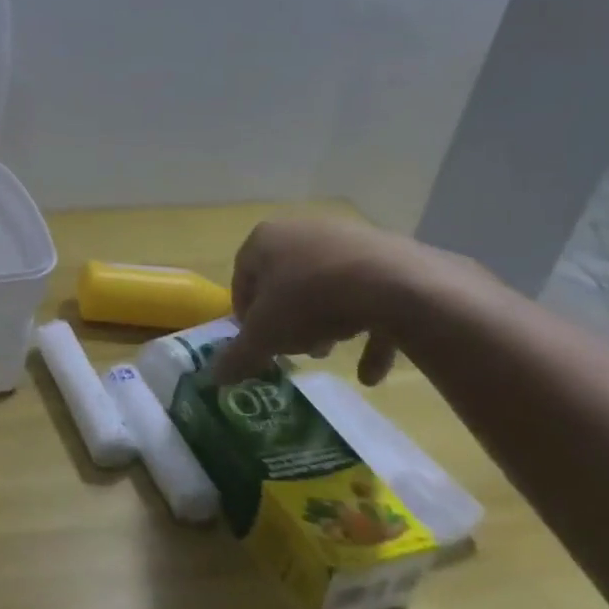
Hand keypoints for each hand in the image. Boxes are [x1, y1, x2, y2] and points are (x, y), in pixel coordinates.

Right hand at [215, 217, 465, 386]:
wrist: (394, 284)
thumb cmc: (310, 301)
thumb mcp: (265, 336)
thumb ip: (238, 356)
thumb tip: (214, 377)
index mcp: (265, 240)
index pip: (242, 277)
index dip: (246, 315)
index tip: (255, 343)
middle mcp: (302, 231)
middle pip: (286, 281)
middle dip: (288, 320)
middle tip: (294, 349)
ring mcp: (348, 240)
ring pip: (327, 286)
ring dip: (325, 323)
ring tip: (330, 352)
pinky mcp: (388, 256)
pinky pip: (370, 295)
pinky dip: (368, 330)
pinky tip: (371, 372)